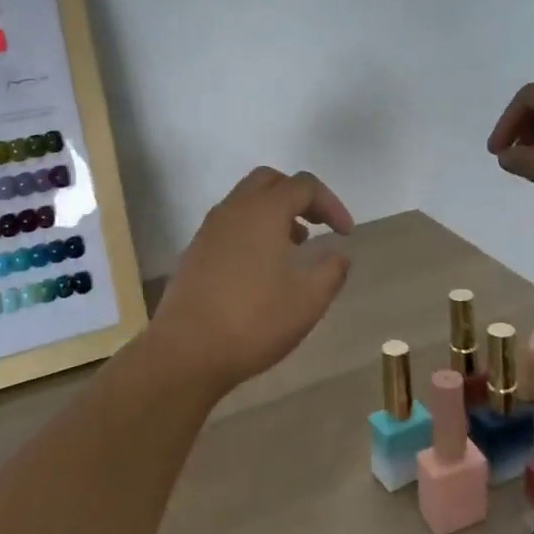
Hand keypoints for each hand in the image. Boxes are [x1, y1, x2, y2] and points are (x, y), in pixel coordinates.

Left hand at [145, 167, 354, 396]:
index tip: (346, 234)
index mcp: (264, 210)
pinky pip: (231, 223)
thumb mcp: (309, 299)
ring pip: (247, 201)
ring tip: (295, 246)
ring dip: (275, 212)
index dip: (331, 204)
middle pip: (270, 181)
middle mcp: (234, 209)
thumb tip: (338, 254)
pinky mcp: (196, 251)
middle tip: (318, 224)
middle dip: (299, 196)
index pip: (304, 185)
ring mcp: (210, 229)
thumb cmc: (255, 320)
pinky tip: (264, 266)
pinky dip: (254, 229)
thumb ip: (332, 269)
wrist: (187, 351)